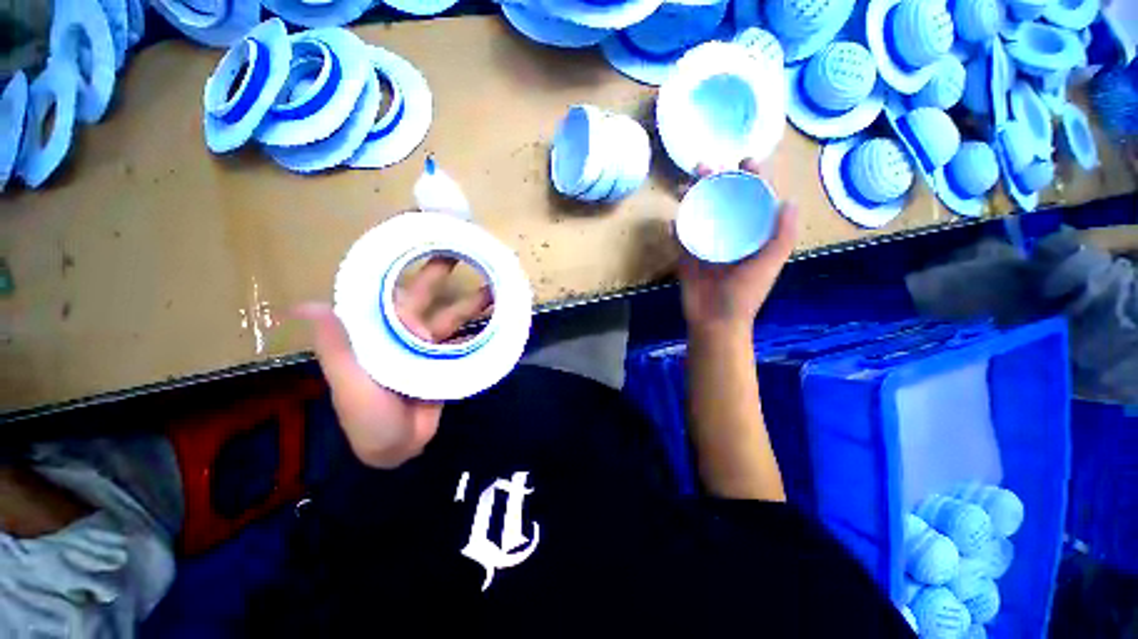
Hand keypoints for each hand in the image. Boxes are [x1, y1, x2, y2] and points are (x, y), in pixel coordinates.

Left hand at [294, 258, 492, 468]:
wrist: (398, 449)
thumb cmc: (367, 416)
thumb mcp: (350, 383)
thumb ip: (338, 346)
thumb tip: (310, 304)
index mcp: (376, 330)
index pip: (386, 288)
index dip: (398, 263)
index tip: (415, 238)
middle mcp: (402, 331)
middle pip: (424, 295)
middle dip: (439, 272)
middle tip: (460, 249)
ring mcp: (427, 345)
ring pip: (451, 315)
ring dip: (471, 301)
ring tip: (494, 284)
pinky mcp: (447, 359)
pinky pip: (464, 337)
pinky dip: (479, 326)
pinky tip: (497, 316)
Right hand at [676, 158, 797, 338]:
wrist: (715, 321)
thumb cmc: (744, 294)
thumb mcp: (768, 265)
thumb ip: (781, 236)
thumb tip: (789, 201)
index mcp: (751, 235)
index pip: (752, 199)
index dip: (751, 178)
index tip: (745, 161)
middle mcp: (729, 235)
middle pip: (722, 201)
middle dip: (714, 180)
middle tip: (704, 167)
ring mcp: (706, 245)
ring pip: (698, 215)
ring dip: (691, 199)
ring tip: (683, 188)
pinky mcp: (686, 257)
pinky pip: (680, 238)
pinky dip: (675, 229)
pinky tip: (672, 221)